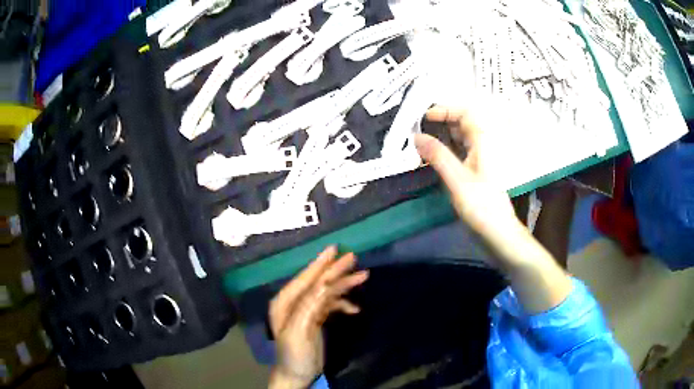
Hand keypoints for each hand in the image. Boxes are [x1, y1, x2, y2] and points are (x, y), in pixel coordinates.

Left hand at [268, 246, 368, 388]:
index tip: (336, 248)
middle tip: (354, 258)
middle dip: (335, 270)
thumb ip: (309, 306)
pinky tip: (355, 308)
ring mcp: (305, 310)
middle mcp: (294, 301)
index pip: (306, 279)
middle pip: (317, 282)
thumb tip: (325, 284)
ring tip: (363, 277)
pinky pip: (330, 305)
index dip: (321, 264)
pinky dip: (342, 303)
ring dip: (343, 286)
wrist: (297, 375)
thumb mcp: (299, 331)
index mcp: (285, 301)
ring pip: (326, 292)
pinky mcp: (315, 319)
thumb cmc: (294, 354)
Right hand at [415, 105, 524, 266]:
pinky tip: (430, 158)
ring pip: (459, 140)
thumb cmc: (481, 205)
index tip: (424, 116)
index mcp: (483, 142)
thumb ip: (437, 155)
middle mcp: (482, 146)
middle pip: (461, 124)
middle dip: (439, 122)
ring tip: (418, 142)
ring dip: (440, 138)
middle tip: (416, 129)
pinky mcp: (474, 173)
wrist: (497, 232)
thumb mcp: (457, 179)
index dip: (445, 110)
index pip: (465, 113)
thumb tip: (416, 136)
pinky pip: (458, 154)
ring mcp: (478, 160)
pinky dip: (444, 152)